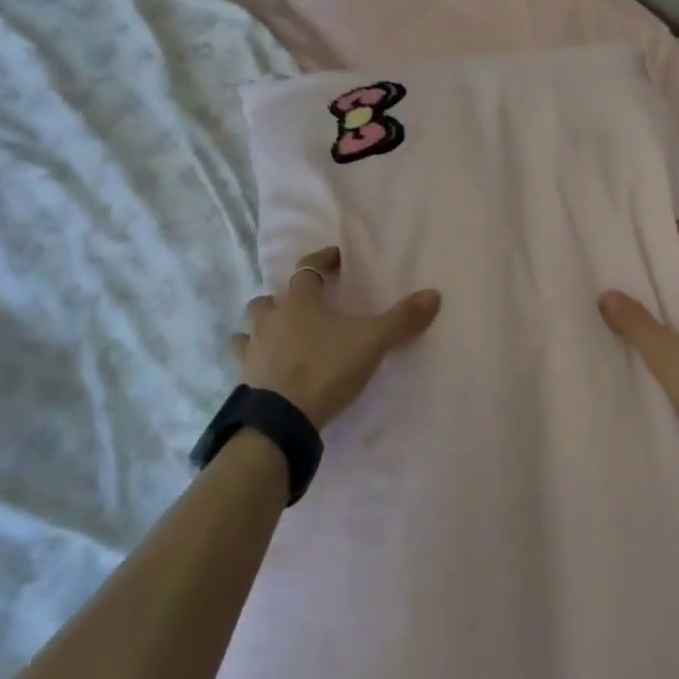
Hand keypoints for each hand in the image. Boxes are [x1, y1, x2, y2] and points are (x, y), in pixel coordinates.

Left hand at [233, 246, 442, 427]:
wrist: (283, 419)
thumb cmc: (326, 368)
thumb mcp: (371, 342)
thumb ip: (401, 319)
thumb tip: (433, 294)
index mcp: (299, 301)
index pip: (307, 269)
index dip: (321, 260)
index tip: (335, 258)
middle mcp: (271, 318)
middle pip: (269, 298)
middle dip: (283, 299)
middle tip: (303, 308)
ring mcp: (253, 349)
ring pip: (249, 327)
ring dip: (262, 327)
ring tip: (279, 337)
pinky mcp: (245, 378)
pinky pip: (244, 360)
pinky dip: (254, 359)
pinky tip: (266, 369)